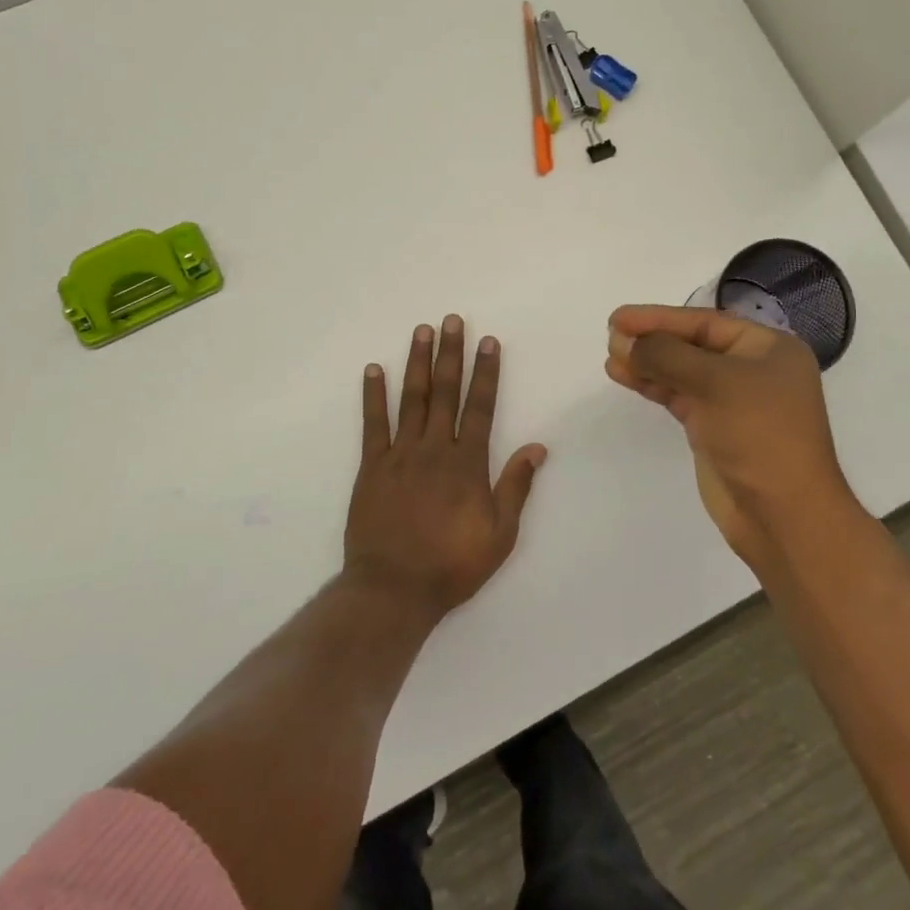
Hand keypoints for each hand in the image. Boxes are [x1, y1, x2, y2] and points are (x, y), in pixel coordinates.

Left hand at [346, 316, 547, 621]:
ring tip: (421, 331)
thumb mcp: (500, 534)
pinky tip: (374, 370)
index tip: (488, 342)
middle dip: (451, 354)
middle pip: (446, 392)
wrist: (394, 589)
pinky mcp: (372, 467)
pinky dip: (373, 395)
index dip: (486, 373)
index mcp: (468, 463)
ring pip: (412, 399)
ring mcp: (401, 455)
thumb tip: (537, 447)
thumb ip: (515, 486)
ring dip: (417, 363)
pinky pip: (373, 424)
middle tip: (452, 320)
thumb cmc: (452, 564)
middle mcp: (435, 449)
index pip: (481, 407)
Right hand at [606, 304, 856, 568]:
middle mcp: (752, 369)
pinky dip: (653, 385)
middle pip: (692, 344)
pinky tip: (626, 377)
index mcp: (768, 348)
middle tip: (610, 337)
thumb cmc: (760, 435)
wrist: (783, 514)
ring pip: (682, 371)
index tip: (618, 318)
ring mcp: (732, 401)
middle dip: (651, 340)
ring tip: (611, 357)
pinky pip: (678, 395)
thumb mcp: (716, 383)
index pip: (704, 323)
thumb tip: (624, 342)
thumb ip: (667, 356)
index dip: (659, 317)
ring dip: (647, 363)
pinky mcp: (714, 428)